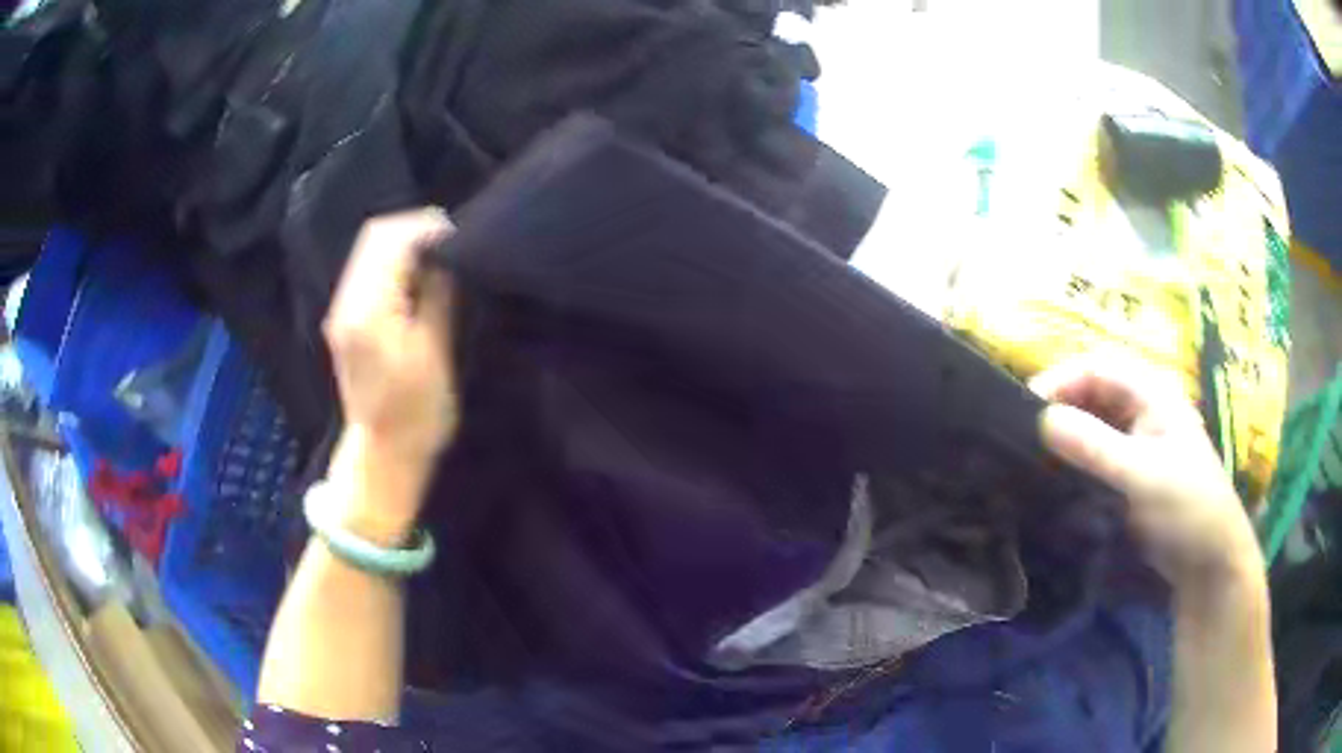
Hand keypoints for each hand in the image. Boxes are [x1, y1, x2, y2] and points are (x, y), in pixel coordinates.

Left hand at [324, 208, 458, 465]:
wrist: (383, 454)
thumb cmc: (417, 414)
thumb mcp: (436, 354)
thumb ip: (437, 295)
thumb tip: (445, 255)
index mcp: (368, 312)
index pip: (391, 240)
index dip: (427, 228)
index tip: (460, 239)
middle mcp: (346, 303)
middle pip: (375, 236)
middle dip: (415, 229)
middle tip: (452, 244)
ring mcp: (341, 310)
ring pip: (370, 250)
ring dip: (405, 244)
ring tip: (439, 259)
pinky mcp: (345, 319)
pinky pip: (368, 270)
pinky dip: (394, 262)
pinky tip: (418, 278)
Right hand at [1030, 355, 1262, 593]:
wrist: (1208, 560)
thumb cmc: (1186, 507)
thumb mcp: (1142, 475)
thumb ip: (1095, 447)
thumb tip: (1042, 419)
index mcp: (1151, 393)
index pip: (1096, 367)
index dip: (1060, 380)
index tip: (1024, 410)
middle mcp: (1142, 408)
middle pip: (1091, 392)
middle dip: (1058, 407)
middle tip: (1022, 437)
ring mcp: (1136, 441)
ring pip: (1091, 423)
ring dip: (1063, 436)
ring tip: (1031, 458)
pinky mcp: (1129, 472)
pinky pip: (1094, 455)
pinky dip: (1073, 461)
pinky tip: (1053, 479)